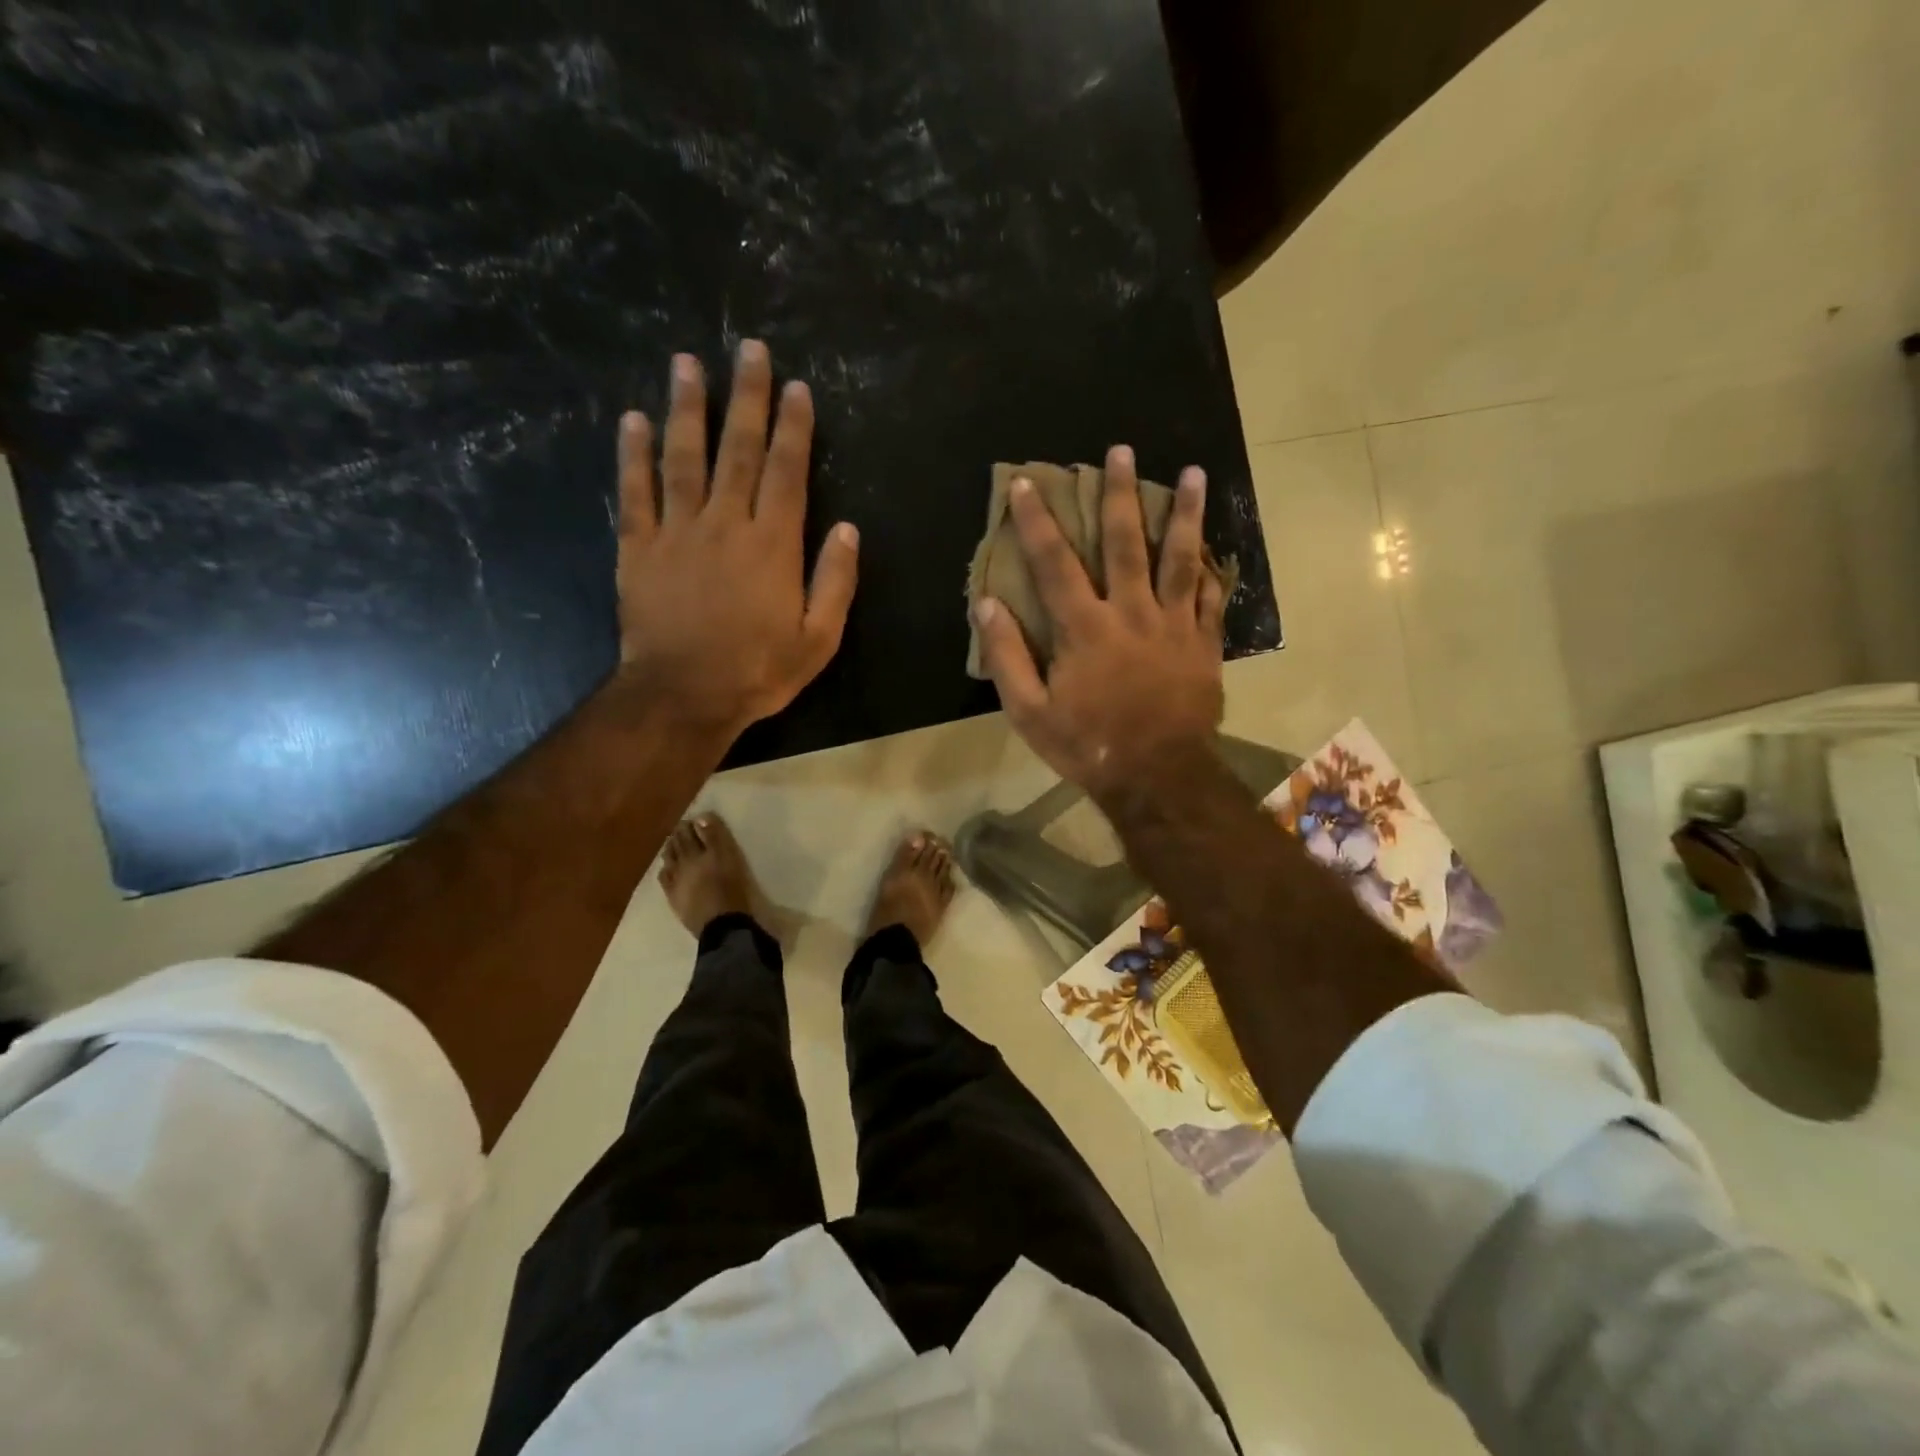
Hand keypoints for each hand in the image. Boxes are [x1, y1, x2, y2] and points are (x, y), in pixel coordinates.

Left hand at [611, 341, 857, 737]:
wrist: (684, 696)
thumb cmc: (759, 671)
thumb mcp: (819, 638)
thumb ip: (835, 582)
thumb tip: (849, 530)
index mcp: (773, 545)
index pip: (788, 472)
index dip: (794, 427)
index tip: (796, 387)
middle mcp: (726, 524)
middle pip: (739, 450)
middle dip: (747, 397)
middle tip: (748, 348)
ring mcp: (678, 532)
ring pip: (684, 457)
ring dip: (687, 408)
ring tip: (688, 363)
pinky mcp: (639, 548)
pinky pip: (635, 493)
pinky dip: (633, 455)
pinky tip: (634, 420)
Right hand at [973, 444, 1224, 801]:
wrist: (1156, 777)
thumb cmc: (1087, 745)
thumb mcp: (1029, 711)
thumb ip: (1006, 656)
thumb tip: (987, 604)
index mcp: (1085, 628)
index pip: (1055, 562)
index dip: (1037, 521)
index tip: (1027, 483)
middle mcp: (1132, 614)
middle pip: (1125, 543)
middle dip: (1121, 494)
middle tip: (1122, 451)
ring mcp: (1175, 627)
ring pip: (1181, 559)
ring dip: (1186, 514)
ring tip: (1195, 473)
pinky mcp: (1204, 645)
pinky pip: (1211, 599)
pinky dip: (1213, 571)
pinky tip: (1215, 548)